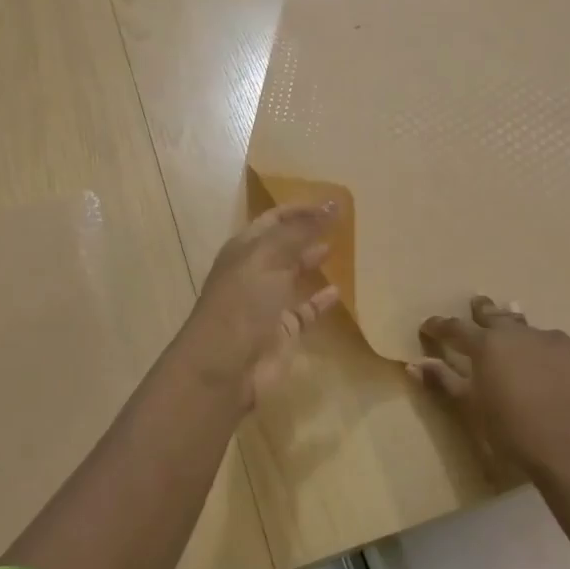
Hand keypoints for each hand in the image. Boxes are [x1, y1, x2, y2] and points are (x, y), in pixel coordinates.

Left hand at [178, 203, 340, 407]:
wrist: (226, 365)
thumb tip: (333, 203)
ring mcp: (268, 303)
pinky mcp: (283, 331)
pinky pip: (306, 310)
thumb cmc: (243, 302)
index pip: (273, 219)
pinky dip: (321, 300)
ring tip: (343, 247)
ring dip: (314, 261)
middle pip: (284, 245)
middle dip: (308, 232)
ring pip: (294, 276)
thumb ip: (301, 230)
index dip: (299, 209)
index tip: (332, 203)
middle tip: (343, 222)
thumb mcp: (269, 257)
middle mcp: (255, 272)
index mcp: (244, 249)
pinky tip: (339, 290)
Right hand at [411, 297, 569, 480]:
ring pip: (526, 326)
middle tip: (476, 303)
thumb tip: (414, 364)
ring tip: (512, 320)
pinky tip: (546, 361)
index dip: (439, 326)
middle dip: (481, 310)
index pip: (455, 328)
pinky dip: (543, 349)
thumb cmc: (510, 430)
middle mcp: (516, 333)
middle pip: (494, 315)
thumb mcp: (470, 407)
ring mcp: (550, 339)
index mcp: (486, 344)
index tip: (428, 326)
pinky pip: (554, 344)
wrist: (568, 449)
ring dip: (515, 326)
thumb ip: (443, 380)